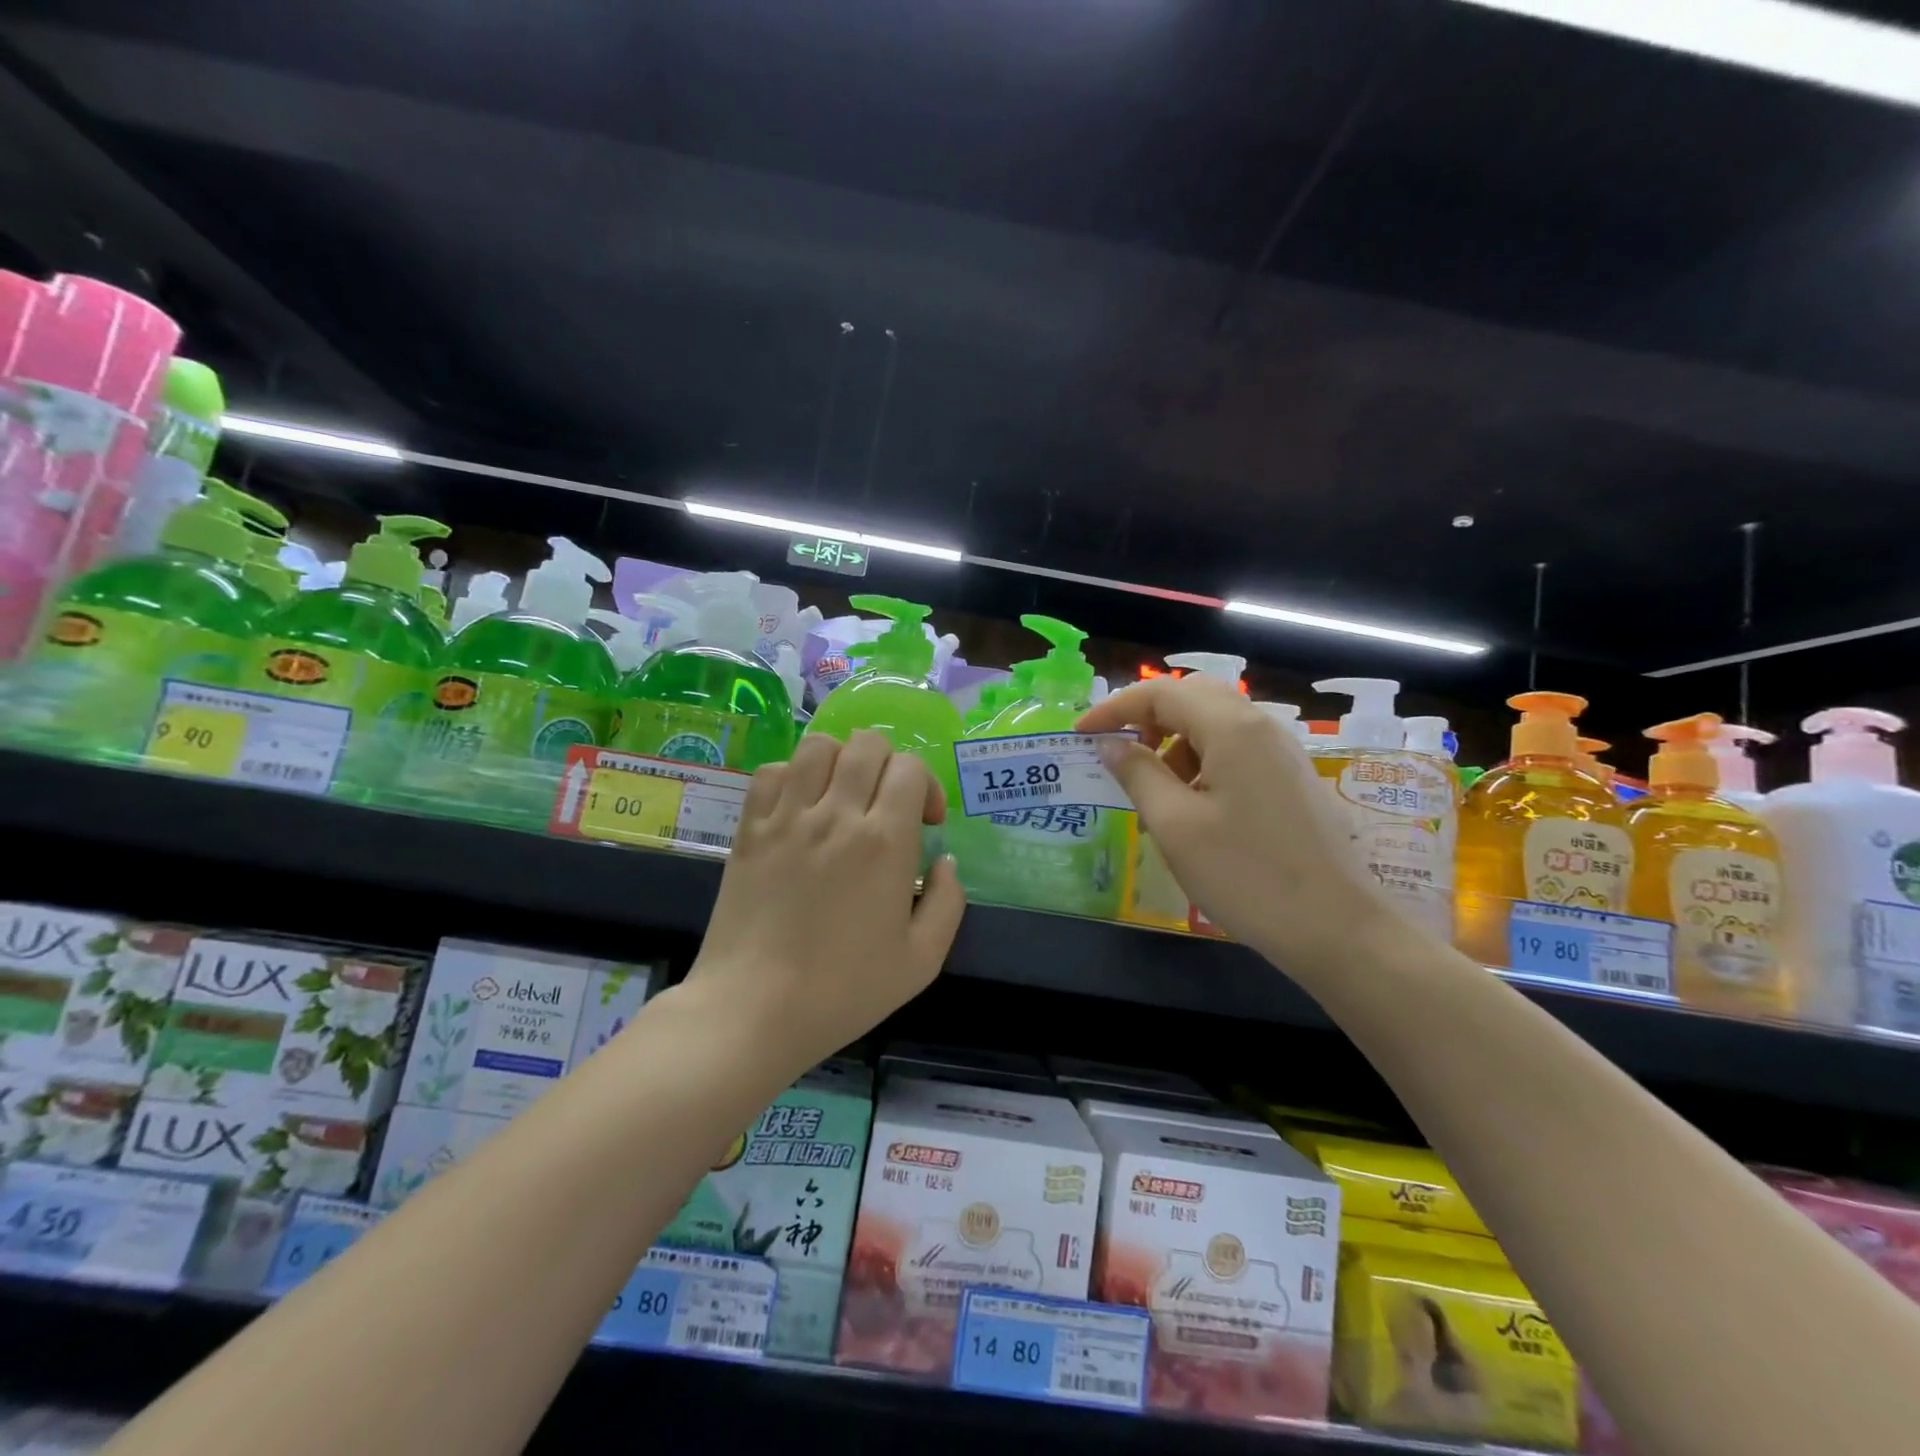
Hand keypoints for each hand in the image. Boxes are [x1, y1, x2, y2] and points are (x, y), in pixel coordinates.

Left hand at [688, 731, 965, 1070]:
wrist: (754, 1010)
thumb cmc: (843, 991)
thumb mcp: (921, 961)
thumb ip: (947, 903)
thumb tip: (945, 861)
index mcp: (884, 842)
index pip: (909, 768)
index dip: (925, 785)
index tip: (925, 822)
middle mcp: (836, 815)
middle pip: (867, 744)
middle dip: (889, 763)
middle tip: (886, 802)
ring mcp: (787, 818)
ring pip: (818, 745)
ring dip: (841, 759)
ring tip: (842, 794)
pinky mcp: (749, 829)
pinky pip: (770, 772)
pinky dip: (791, 775)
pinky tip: (799, 806)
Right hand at [1078, 675, 1390, 967]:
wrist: (1337, 927)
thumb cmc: (1246, 875)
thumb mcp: (1175, 826)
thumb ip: (1138, 774)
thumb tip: (1111, 744)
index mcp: (1231, 728)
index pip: (1160, 692)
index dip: (1114, 708)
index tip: (1081, 734)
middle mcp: (1261, 726)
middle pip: (1193, 696)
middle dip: (1148, 717)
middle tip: (1120, 753)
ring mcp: (1283, 752)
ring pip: (1216, 722)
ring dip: (1175, 740)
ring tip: (1154, 789)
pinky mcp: (1292, 778)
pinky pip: (1237, 748)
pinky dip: (1203, 759)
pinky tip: (1193, 805)